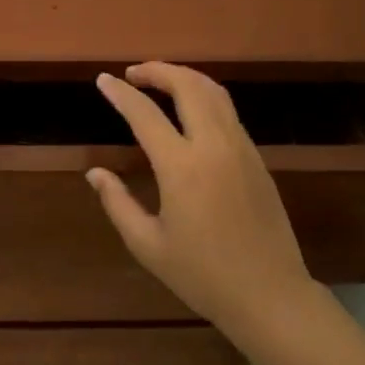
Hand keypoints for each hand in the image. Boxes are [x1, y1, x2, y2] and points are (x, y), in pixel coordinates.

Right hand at [87, 62, 319, 338]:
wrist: (269, 294)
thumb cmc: (202, 275)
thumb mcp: (148, 245)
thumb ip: (118, 203)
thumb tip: (95, 173)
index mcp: (182, 168)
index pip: (145, 115)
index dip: (121, 94)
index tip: (103, 80)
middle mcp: (214, 146)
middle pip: (188, 86)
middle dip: (158, 70)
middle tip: (133, 74)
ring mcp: (241, 149)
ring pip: (214, 93)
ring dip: (184, 78)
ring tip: (160, 82)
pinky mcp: (257, 159)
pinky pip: (228, 112)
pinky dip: (204, 97)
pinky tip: (190, 111)